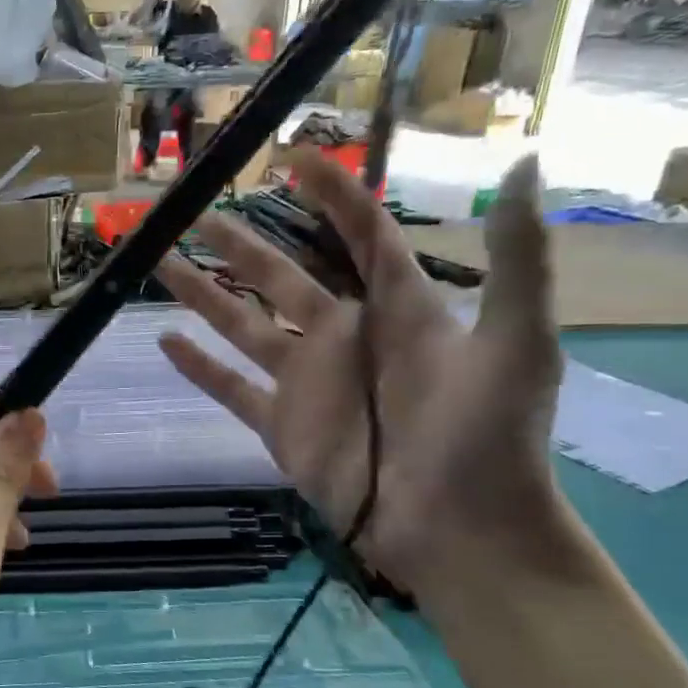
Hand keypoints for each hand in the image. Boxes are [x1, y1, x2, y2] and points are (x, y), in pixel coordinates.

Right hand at [154, 151, 562, 594]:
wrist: (460, 531)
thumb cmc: (489, 436)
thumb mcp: (517, 343)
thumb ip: (516, 259)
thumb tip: (527, 161)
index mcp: (397, 312)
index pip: (359, 238)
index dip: (331, 196)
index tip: (295, 157)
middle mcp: (344, 338)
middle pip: (280, 277)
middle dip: (238, 243)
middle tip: (194, 210)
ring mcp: (307, 383)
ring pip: (241, 326)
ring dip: (201, 295)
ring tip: (161, 261)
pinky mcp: (282, 426)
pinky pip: (230, 389)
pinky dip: (198, 367)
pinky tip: (166, 341)